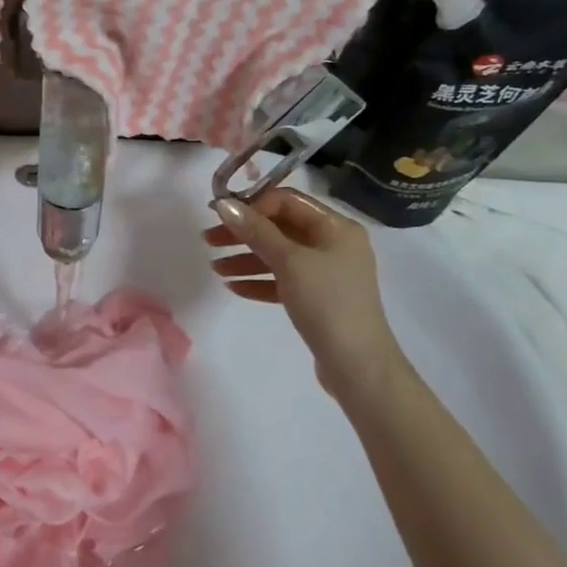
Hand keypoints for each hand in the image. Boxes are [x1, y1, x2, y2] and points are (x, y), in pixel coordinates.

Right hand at [206, 189, 405, 400]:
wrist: (358, 365)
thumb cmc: (327, 302)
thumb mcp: (289, 261)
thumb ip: (256, 230)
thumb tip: (223, 204)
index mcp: (336, 227)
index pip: (287, 201)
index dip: (252, 204)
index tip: (219, 214)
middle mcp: (333, 244)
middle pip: (281, 228)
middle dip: (244, 233)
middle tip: (209, 239)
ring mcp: (327, 273)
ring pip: (279, 255)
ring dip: (246, 258)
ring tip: (215, 268)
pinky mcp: (318, 298)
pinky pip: (283, 280)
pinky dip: (260, 280)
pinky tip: (233, 287)